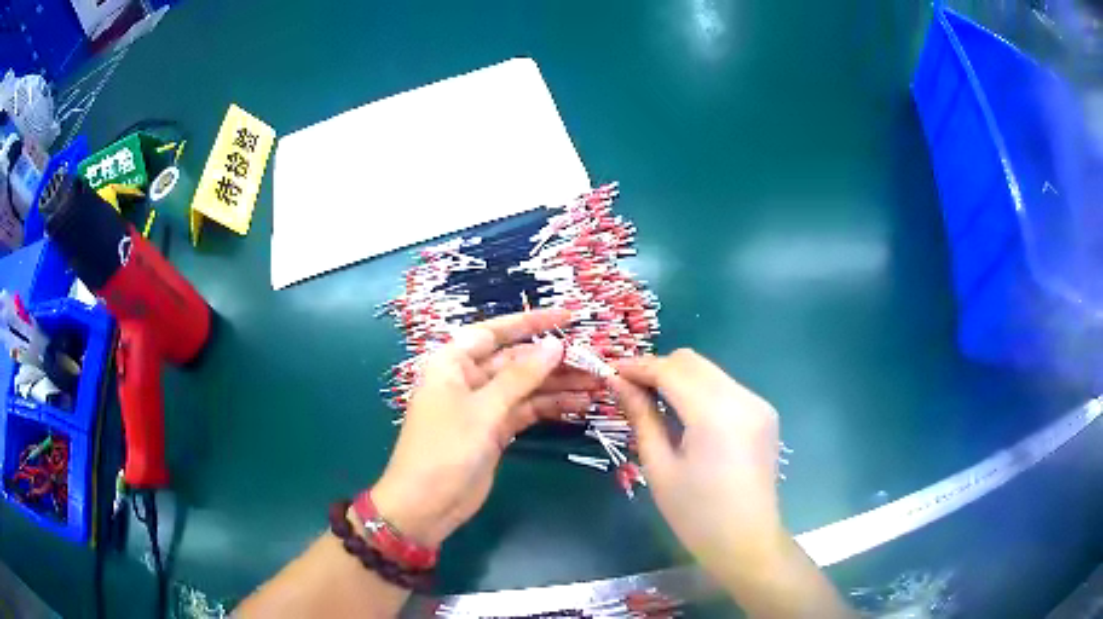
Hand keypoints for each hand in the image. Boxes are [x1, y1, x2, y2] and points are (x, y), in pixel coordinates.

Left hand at [372, 309, 598, 546]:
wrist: (426, 504)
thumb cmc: (445, 449)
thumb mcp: (483, 410)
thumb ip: (520, 377)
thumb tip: (555, 345)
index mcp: (453, 363)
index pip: (495, 332)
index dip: (531, 323)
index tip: (567, 318)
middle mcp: (468, 379)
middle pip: (515, 361)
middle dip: (552, 360)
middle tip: (593, 361)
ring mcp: (482, 407)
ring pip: (524, 387)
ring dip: (557, 385)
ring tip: (596, 384)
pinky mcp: (494, 431)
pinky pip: (525, 411)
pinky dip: (549, 408)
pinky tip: (578, 405)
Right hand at [609, 350, 786, 582]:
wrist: (746, 540)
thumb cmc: (695, 514)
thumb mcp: (659, 468)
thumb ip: (641, 418)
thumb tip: (617, 383)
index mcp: (715, 414)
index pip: (670, 371)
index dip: (638, 367)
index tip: (610, 372)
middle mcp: (742, 398)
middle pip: (692, 362)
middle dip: (657, 368)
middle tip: (629, 390)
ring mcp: (758, 403)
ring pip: (709, 372)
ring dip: (678, 378)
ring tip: (653, 404)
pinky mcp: (764, 413)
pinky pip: (725, 387)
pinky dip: (700, 391)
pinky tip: (685, 416)